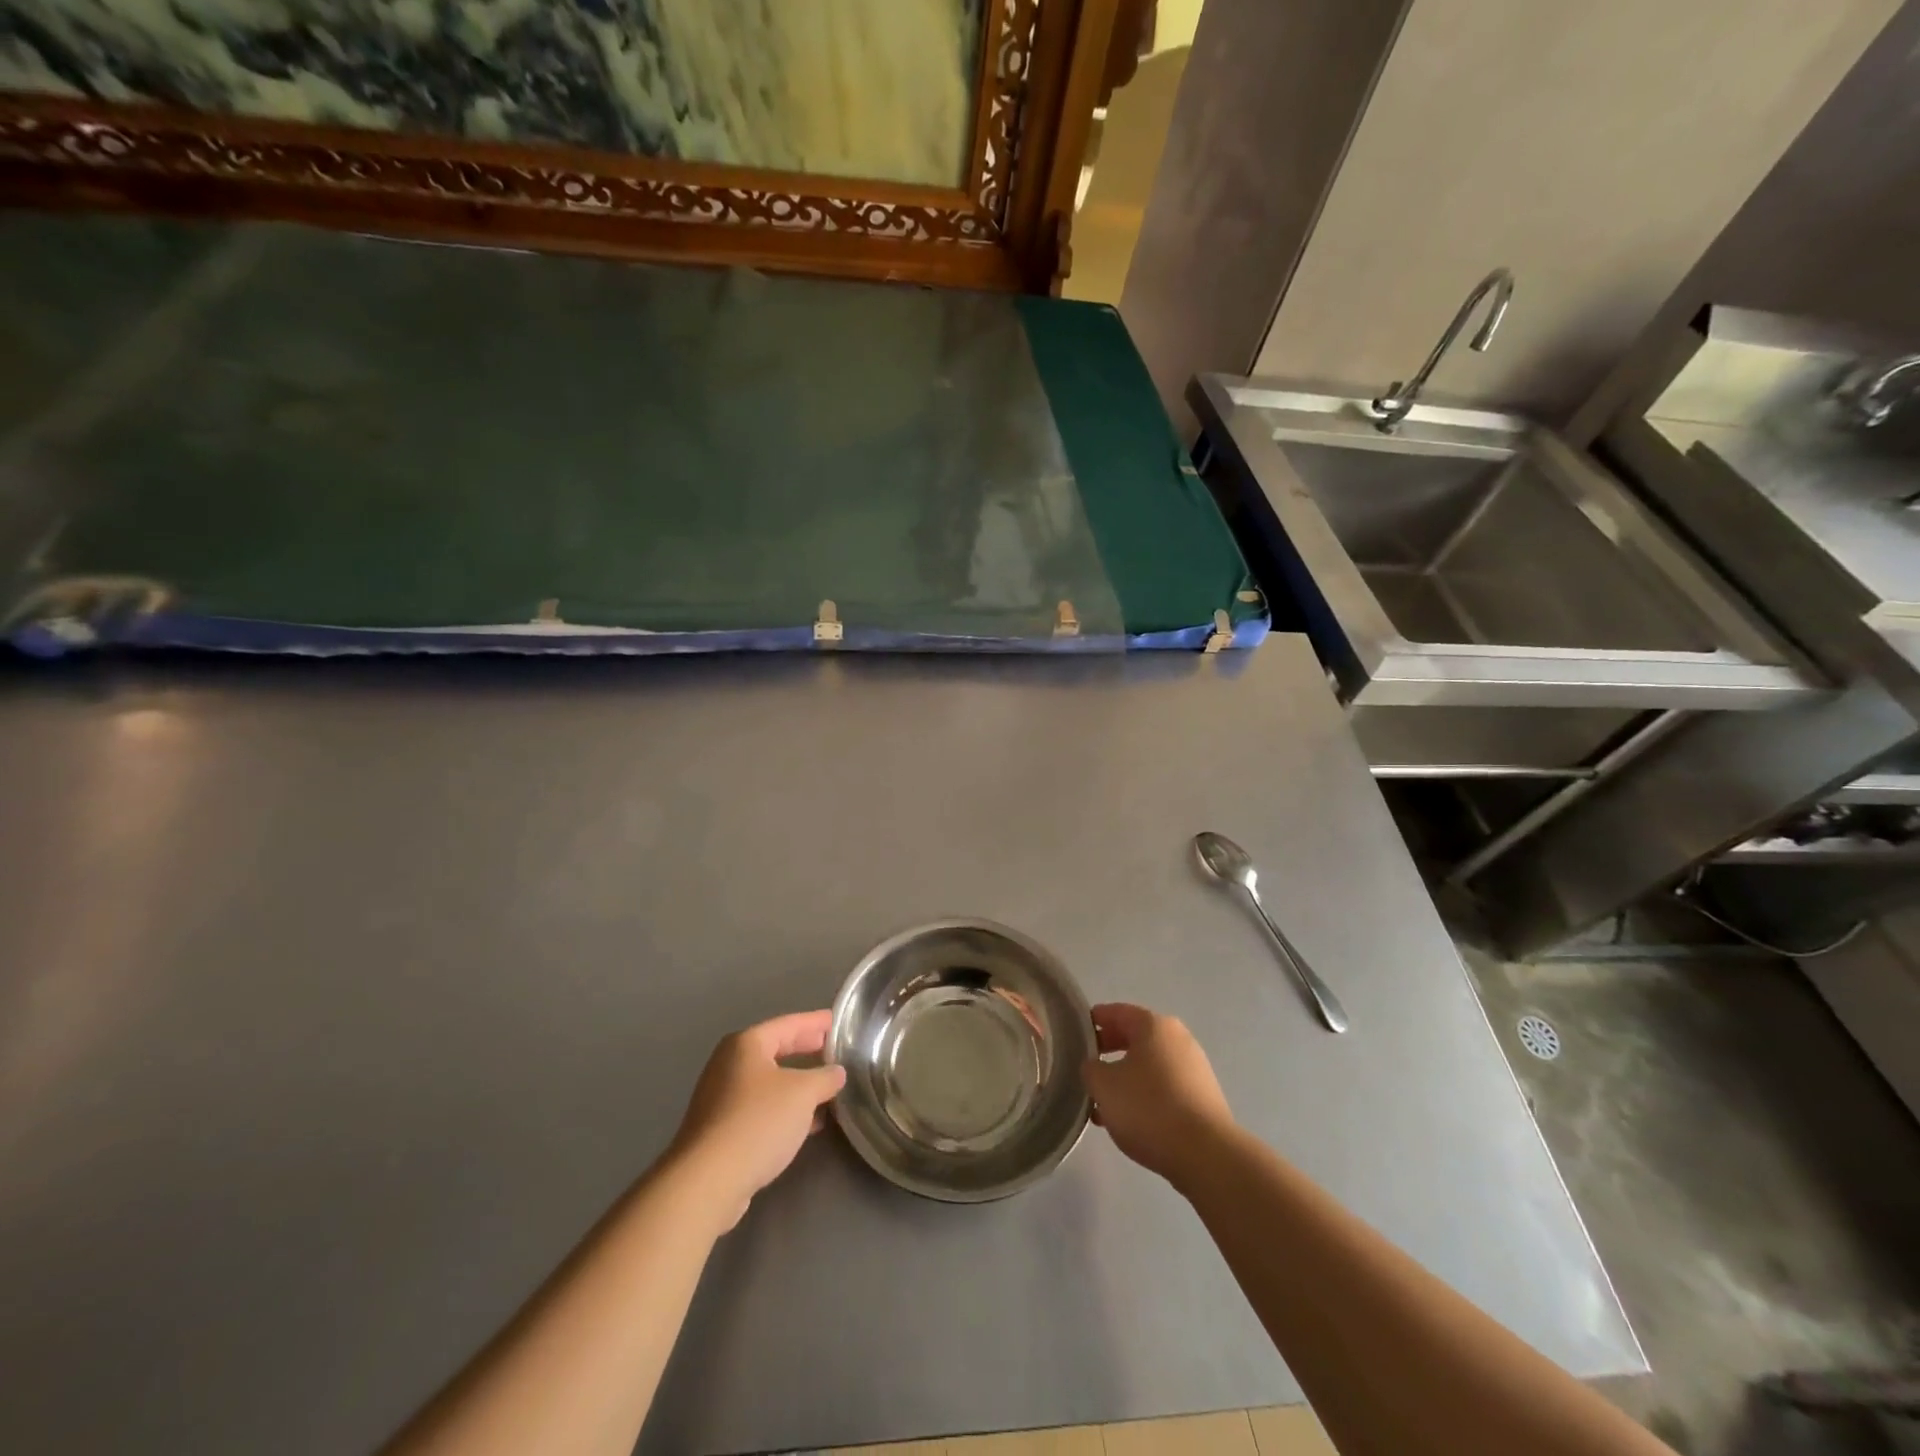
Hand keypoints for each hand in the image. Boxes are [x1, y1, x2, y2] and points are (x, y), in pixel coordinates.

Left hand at [668, 1011, 845, 1230]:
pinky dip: (784, 1109)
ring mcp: (721, 1098)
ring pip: (769, 1082)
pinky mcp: (720, 1130)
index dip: (815, 1022)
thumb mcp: (803, 1093)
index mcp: (746, 1045)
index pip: (788, 1024)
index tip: (836, 1021)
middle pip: (775, 1050)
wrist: (707, 1181)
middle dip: (805, 1050)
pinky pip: (760, 1108)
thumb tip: (836, 1073)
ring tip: (826, 1088)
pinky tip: (806, 1123)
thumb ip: (825, 1078)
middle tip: (832, 1048)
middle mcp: (729, 1065)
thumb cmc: (757, 1122)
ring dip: (797, 1084)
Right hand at [1083, 1003, 1234, 1187]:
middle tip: (1087, 1068)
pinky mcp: (1203, 1097)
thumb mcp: (1104, 1086)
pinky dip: (1145, 1096)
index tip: (1075, 1034)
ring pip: (1149, 1065)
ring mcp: (1194, 1068)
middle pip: (1135, 1037)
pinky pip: (1165, 1087)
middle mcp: (1178, 1039)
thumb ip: (1090, 1069)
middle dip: (1108, 1051)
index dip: (1094, 1021)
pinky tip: (1130, 1121)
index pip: (1117, 1012)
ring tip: (1103, 1104)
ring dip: (1125, 1078)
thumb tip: (1094, 1066)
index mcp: (1154, 1026)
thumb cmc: (1149, 1108)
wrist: (1206, 1155)